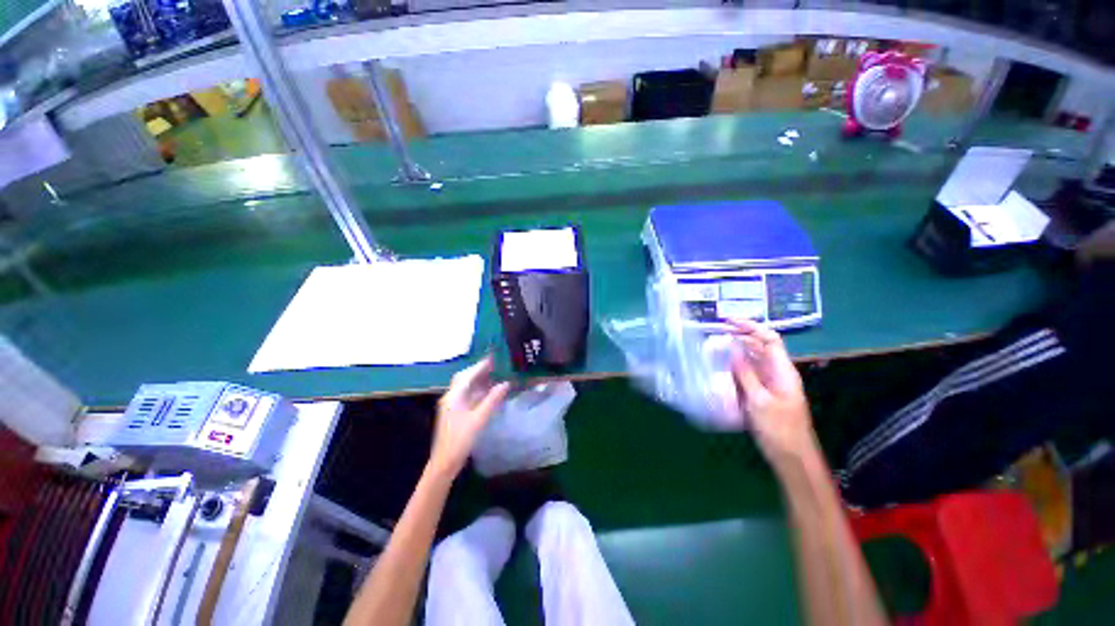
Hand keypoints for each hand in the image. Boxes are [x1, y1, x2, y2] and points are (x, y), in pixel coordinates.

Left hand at [430, 357, 510, 477]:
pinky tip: (490, 390)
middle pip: (466, 377)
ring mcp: (453, 404)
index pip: (469, 374)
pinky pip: (468, 394)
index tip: (495, 357)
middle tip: (497, 364)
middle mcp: (452, 396)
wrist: (445, 463)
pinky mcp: (456, 411)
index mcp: (454, 396)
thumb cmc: (461, 440)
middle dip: (480, 370)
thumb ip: (493, 400)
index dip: (482, 365)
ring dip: (480, 379)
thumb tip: (506, 383)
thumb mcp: (479, 419)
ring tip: (497, 374)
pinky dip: (479, 390)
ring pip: (467, 386)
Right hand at [729, 319, 819, 472]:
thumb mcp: (759, 401)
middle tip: (714, 333)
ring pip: (751, 360)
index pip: (769, 338)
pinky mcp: (761, 393)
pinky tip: (719, 367)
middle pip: (759, 346)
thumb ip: (745, 374)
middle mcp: (776, 372)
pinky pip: (746, 374)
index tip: (728, 322)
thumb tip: (732, 348)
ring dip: (734, 351)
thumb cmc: (779, 429)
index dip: (750, 326)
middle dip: (738, 336)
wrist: (792, 458)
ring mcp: (768, 383)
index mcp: (782, 370)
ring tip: (713, 347)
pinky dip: (733, 367)